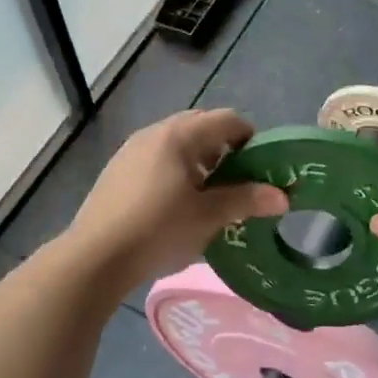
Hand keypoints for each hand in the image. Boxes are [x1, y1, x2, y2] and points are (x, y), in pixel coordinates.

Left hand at [66, 109, 287, 286]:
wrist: (94, 258)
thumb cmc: (158, 230)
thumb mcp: (208, 217)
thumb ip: (246, 200)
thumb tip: (283, 196)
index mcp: (179, 135)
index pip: (226, 119)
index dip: (250, 138)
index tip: (261, 167)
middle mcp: (154, 133)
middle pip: (200, 127)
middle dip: (224, 149)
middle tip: (237, 182)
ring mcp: (131, 150)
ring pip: (177, 144)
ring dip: (199, 161)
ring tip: (208, 197)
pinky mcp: (117, 171)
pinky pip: (156, 159)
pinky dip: (175, 171)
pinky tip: (174, 206)